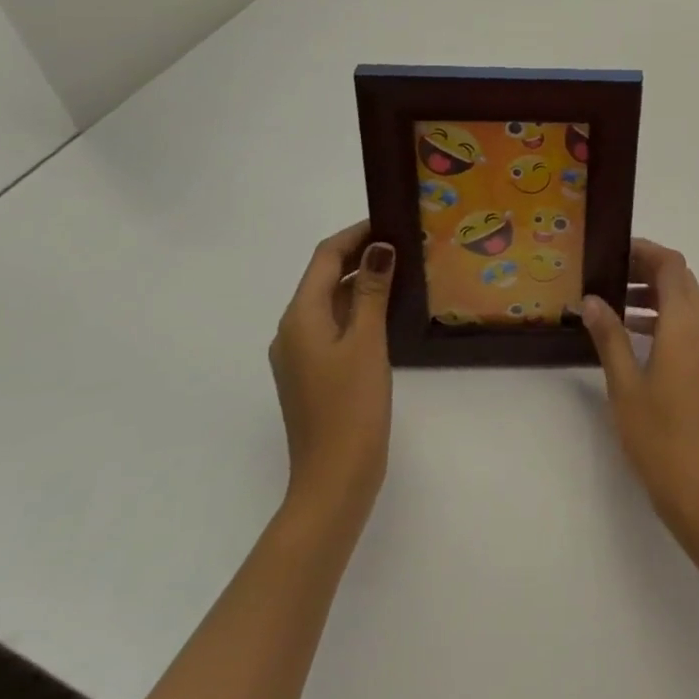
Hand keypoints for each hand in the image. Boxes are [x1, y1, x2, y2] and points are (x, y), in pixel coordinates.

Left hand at [269, 222, 395, 522]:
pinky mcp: (314, 373)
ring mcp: (301, 354)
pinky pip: (334, 325)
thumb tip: (379, 246)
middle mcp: (292, 330)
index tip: (391, 219)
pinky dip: (358, 309)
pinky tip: (388, 312)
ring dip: (361, 282)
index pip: (325, 257)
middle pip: (324, 277)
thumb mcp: (367, 341)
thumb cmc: (351, 405)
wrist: (334, 478)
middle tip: (405, 242)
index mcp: (300, 317)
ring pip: (330, 302)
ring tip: (404, 270)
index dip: (355, 234)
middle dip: (360, 255)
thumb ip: (372, 291)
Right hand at [579, 239, 698, 539]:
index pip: (672, 265)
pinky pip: (692, 324)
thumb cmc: (659, 435)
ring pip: (688, 302)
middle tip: (609, 274)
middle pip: (682, 279)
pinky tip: (635, 334)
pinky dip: (667, 317)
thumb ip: (609, 336)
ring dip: (657, 294)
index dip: (645, 251)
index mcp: (686, 324)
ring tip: (616, 302)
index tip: (614, 252)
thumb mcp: (624, 384)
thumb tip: (591, 299)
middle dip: (648, 270)